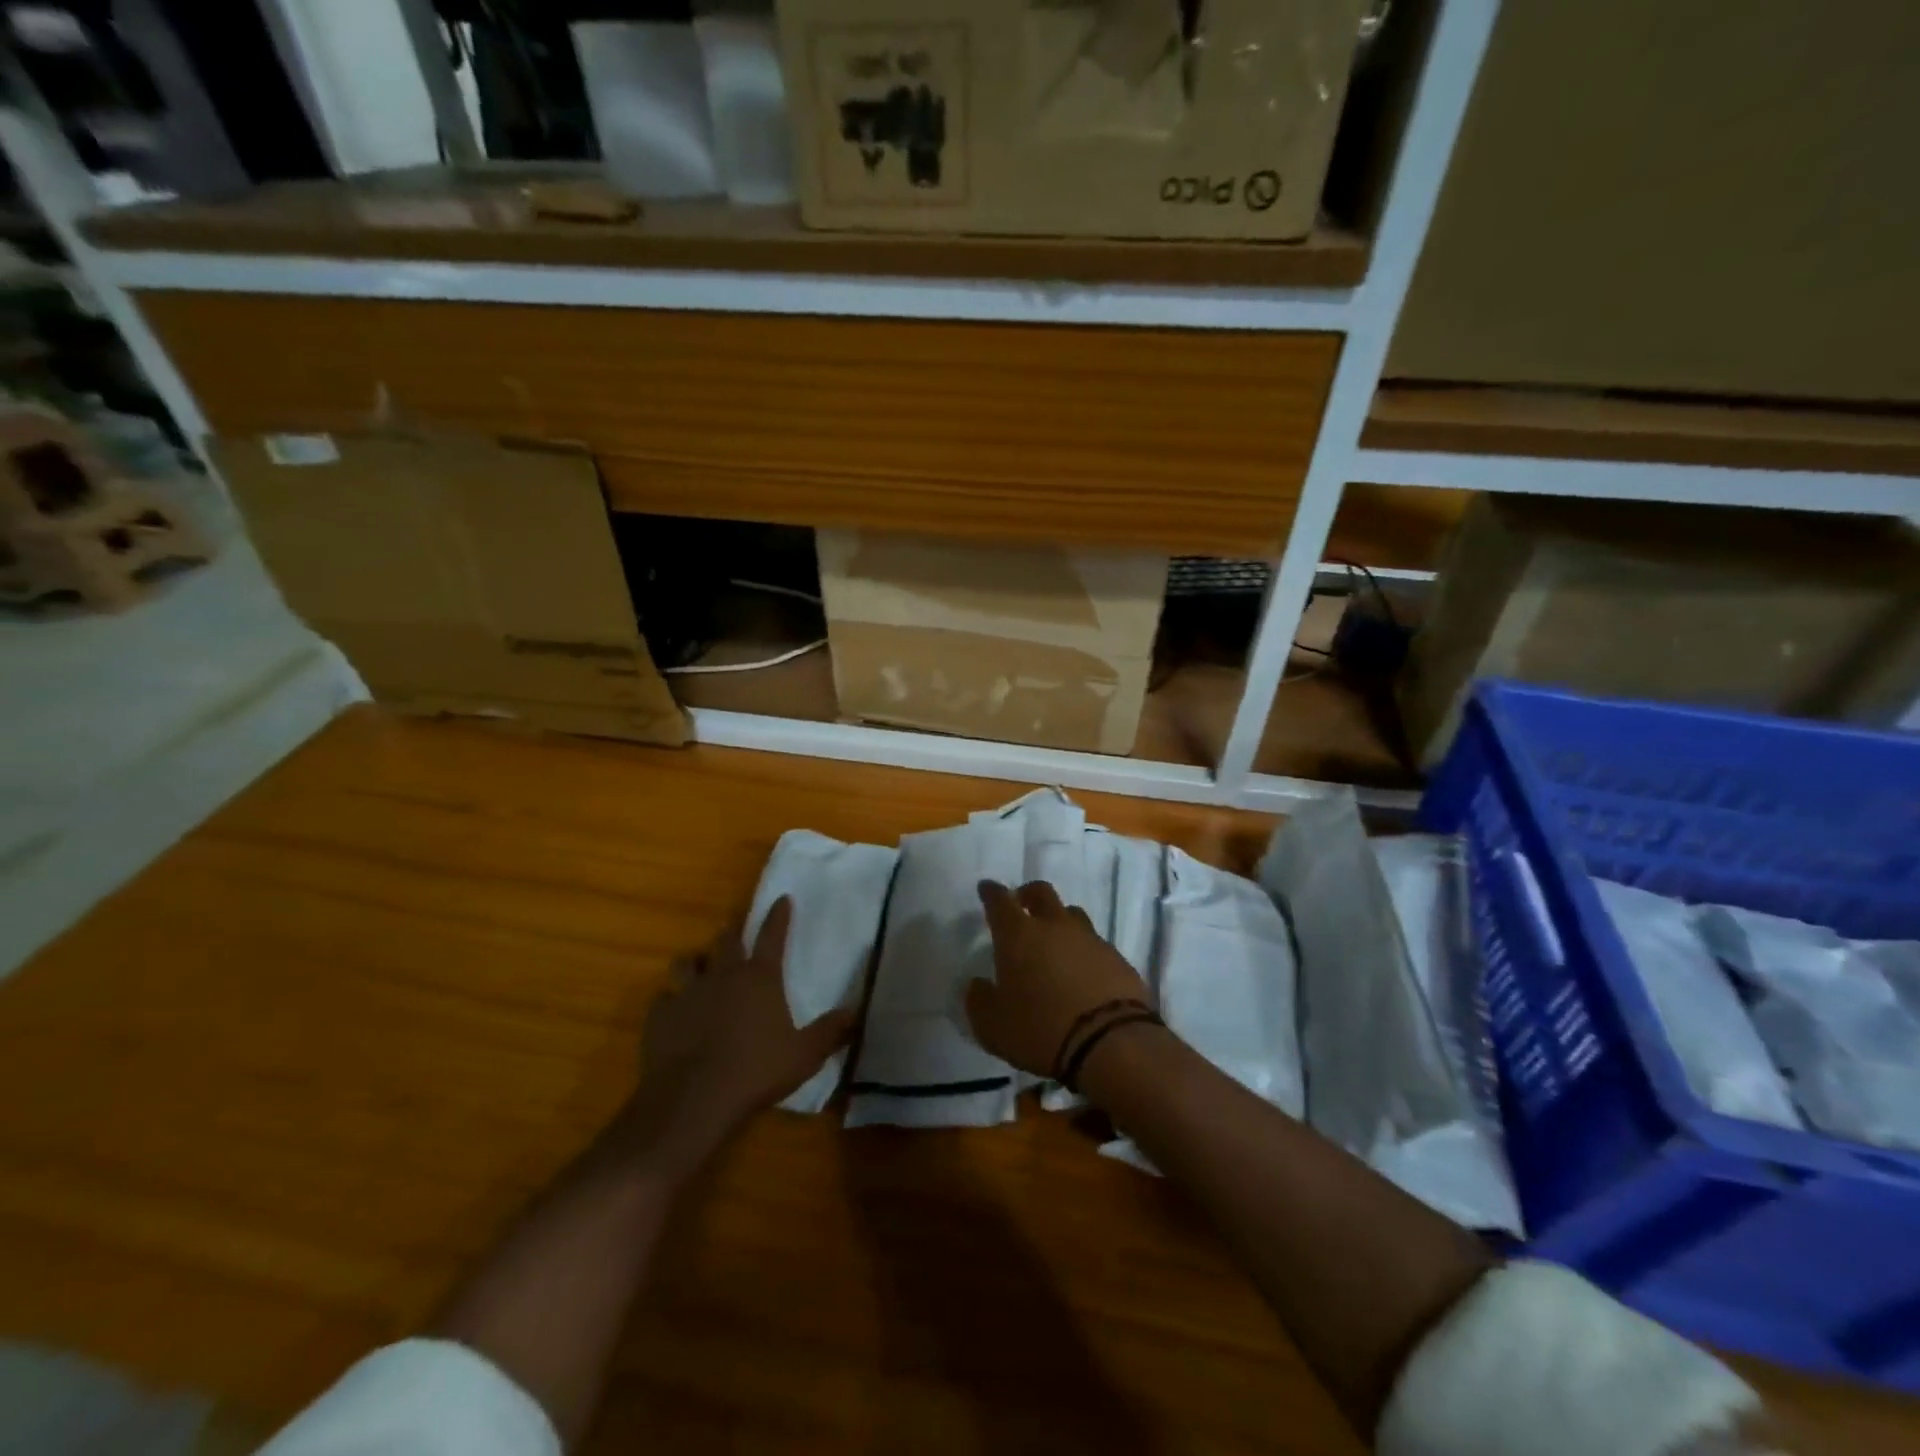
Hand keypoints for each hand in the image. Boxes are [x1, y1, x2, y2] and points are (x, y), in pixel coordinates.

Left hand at [613, 899, 854, 1177]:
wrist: (694, 1100)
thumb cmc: (756, 1072)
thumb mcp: (805, 1055)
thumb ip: (830, 1032)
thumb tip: (856, 1012)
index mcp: (760, 978)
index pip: (773, 935)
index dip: (779, 916)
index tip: (782, 899)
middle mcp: (723, 976)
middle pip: (726, 941)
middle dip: (732, 932)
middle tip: (733, 928)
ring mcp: (688, 993)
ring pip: (687, 962)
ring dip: (694, 961)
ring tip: (697, 965)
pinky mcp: (660, 1016)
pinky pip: (664, 999)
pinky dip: (670, 1001)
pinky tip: (673, 1011)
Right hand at [966, 880, 1149, 1079]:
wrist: (1110, 1043)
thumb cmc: (1039, 1030)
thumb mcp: (992, 1026)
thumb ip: (979, 1000)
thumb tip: (978, 985)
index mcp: (1019, 935)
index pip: (1000, 901)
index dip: (991, 893)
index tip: (986, 889)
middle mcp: (1055, 926)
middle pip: (1041, 893)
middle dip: (1028, 895)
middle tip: (1022, 904)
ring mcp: (1091, 939)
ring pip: (1072, 915)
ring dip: (1060, 922)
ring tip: (1055, 942)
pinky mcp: (1118, 959)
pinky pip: (1096, 945)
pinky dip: (1085, 952)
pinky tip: (1083, 973)